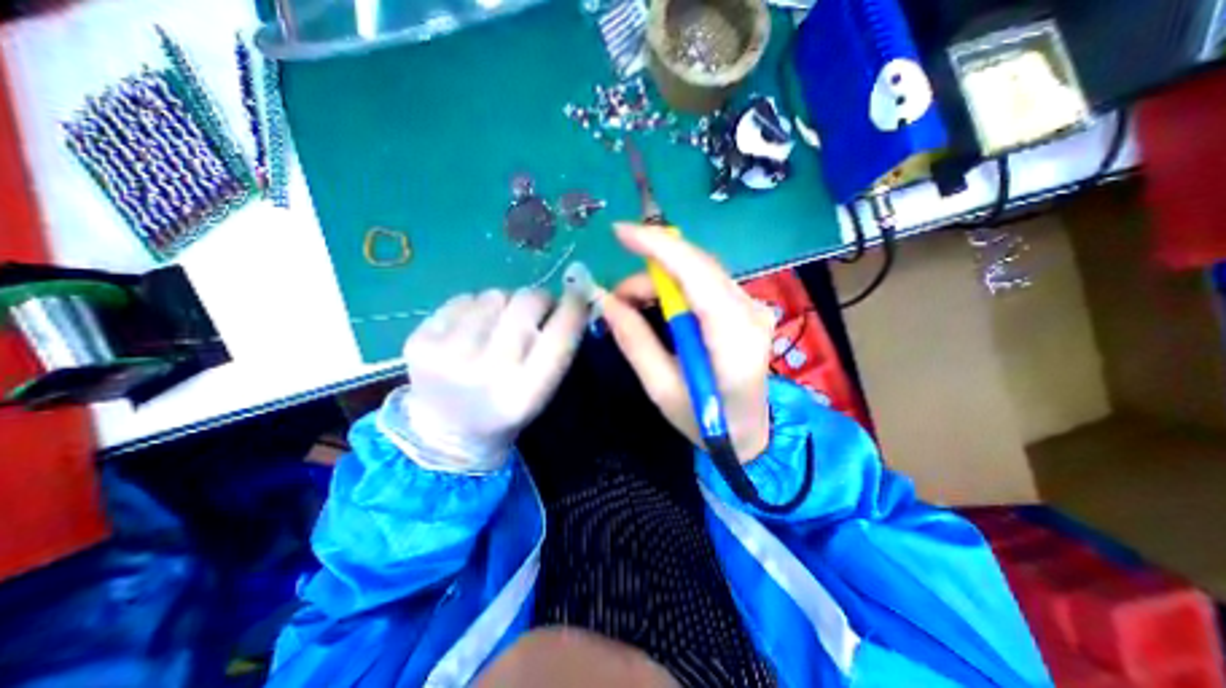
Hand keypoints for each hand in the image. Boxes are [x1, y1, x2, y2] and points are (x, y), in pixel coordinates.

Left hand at [392, 284, 583, 472]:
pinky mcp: (420, 340)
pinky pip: (464, 298)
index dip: (574, 307)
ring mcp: (447, 354)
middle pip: (526, 304)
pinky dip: (477, 307)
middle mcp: (487, 373)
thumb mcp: (542, 391)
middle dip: (540, 298)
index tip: (578, 291)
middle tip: (539, 307)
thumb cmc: (505, 410)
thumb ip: (557, 347)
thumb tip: (570, 296)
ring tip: (500, 325)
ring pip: (495, 294)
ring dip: (507, 303)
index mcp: (524, 394)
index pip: (560, 336)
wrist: (445, 431)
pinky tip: (473, 329)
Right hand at [602, 223, 772, 465]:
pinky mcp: (747, 309)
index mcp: (733, 337)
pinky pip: (706, 283)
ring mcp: (753, 308)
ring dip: (661, 280)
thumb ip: (634, 340)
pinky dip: (676, 286)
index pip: (696, 274)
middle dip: (650, 269)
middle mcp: (750, 311)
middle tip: (616, 295)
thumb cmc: (705, 421)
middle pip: (697, 267)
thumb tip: (605, 301)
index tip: (620, 232)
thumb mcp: (662, 388)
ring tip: (631, 304)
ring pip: (700, 272)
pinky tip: (657, 305)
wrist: (749, 434)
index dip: (658, 245)